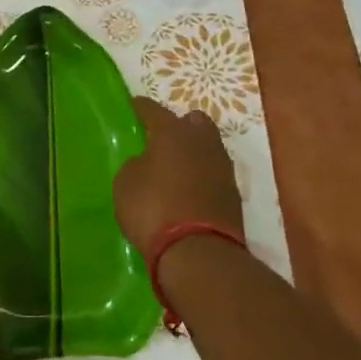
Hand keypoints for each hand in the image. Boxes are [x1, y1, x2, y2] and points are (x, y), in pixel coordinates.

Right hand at [113, 97, 245, 253]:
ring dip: (194, 152)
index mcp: (173, 132)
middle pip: (194, 121)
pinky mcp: (234, 195)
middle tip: (162, 137)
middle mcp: (202, 142)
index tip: (134, 106)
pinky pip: (214, 174)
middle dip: (180, 125)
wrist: (199, 253)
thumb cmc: (154, 209)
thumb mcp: (126, 183)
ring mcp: (223, 168)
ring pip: (208, 147)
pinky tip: (189, 189)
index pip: (154, 110)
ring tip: (176, 166)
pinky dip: (202, 177)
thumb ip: (137, 165)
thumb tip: (147, 163)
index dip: (142, 108)